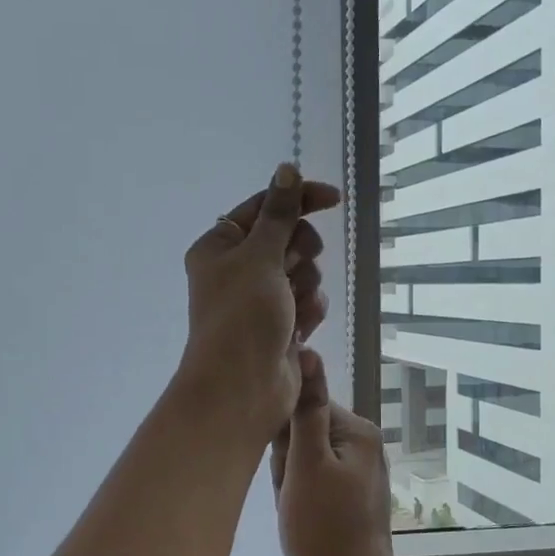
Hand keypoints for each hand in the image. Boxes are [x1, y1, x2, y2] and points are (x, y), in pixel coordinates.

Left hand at [178, 163, 339, 438]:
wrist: (242, 388)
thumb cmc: (243, 316)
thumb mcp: (260, 255)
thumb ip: (279, 212)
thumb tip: (287, 167)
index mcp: (220, 246)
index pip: (265, 207)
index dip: (298, 200)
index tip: (334, 198)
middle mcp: (237, 269)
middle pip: (288, 239)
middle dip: (299, 254)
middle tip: (291, 270)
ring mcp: (260, 299)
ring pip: (302, 272)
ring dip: (305, 286)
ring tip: (292, 309)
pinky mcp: (279, 325)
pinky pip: (306, 302)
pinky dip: (307, 312)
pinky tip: (299, 330)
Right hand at [271, 349, 404, 555]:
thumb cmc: (323, 530)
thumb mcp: (306, 466)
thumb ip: (305, 409)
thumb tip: (307, 351)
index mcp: (357, 430)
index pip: (303, 406)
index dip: (283, 437)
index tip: (283, 467)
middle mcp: (363, 444)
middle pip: (304, 432)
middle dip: (286, 462)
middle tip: (291, 494)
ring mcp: (359, 472)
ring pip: (304, 460)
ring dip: (290, 481)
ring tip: (296, 510)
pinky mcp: (351, 496)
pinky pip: (314, 481)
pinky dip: (300, 497)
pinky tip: (301, 519)